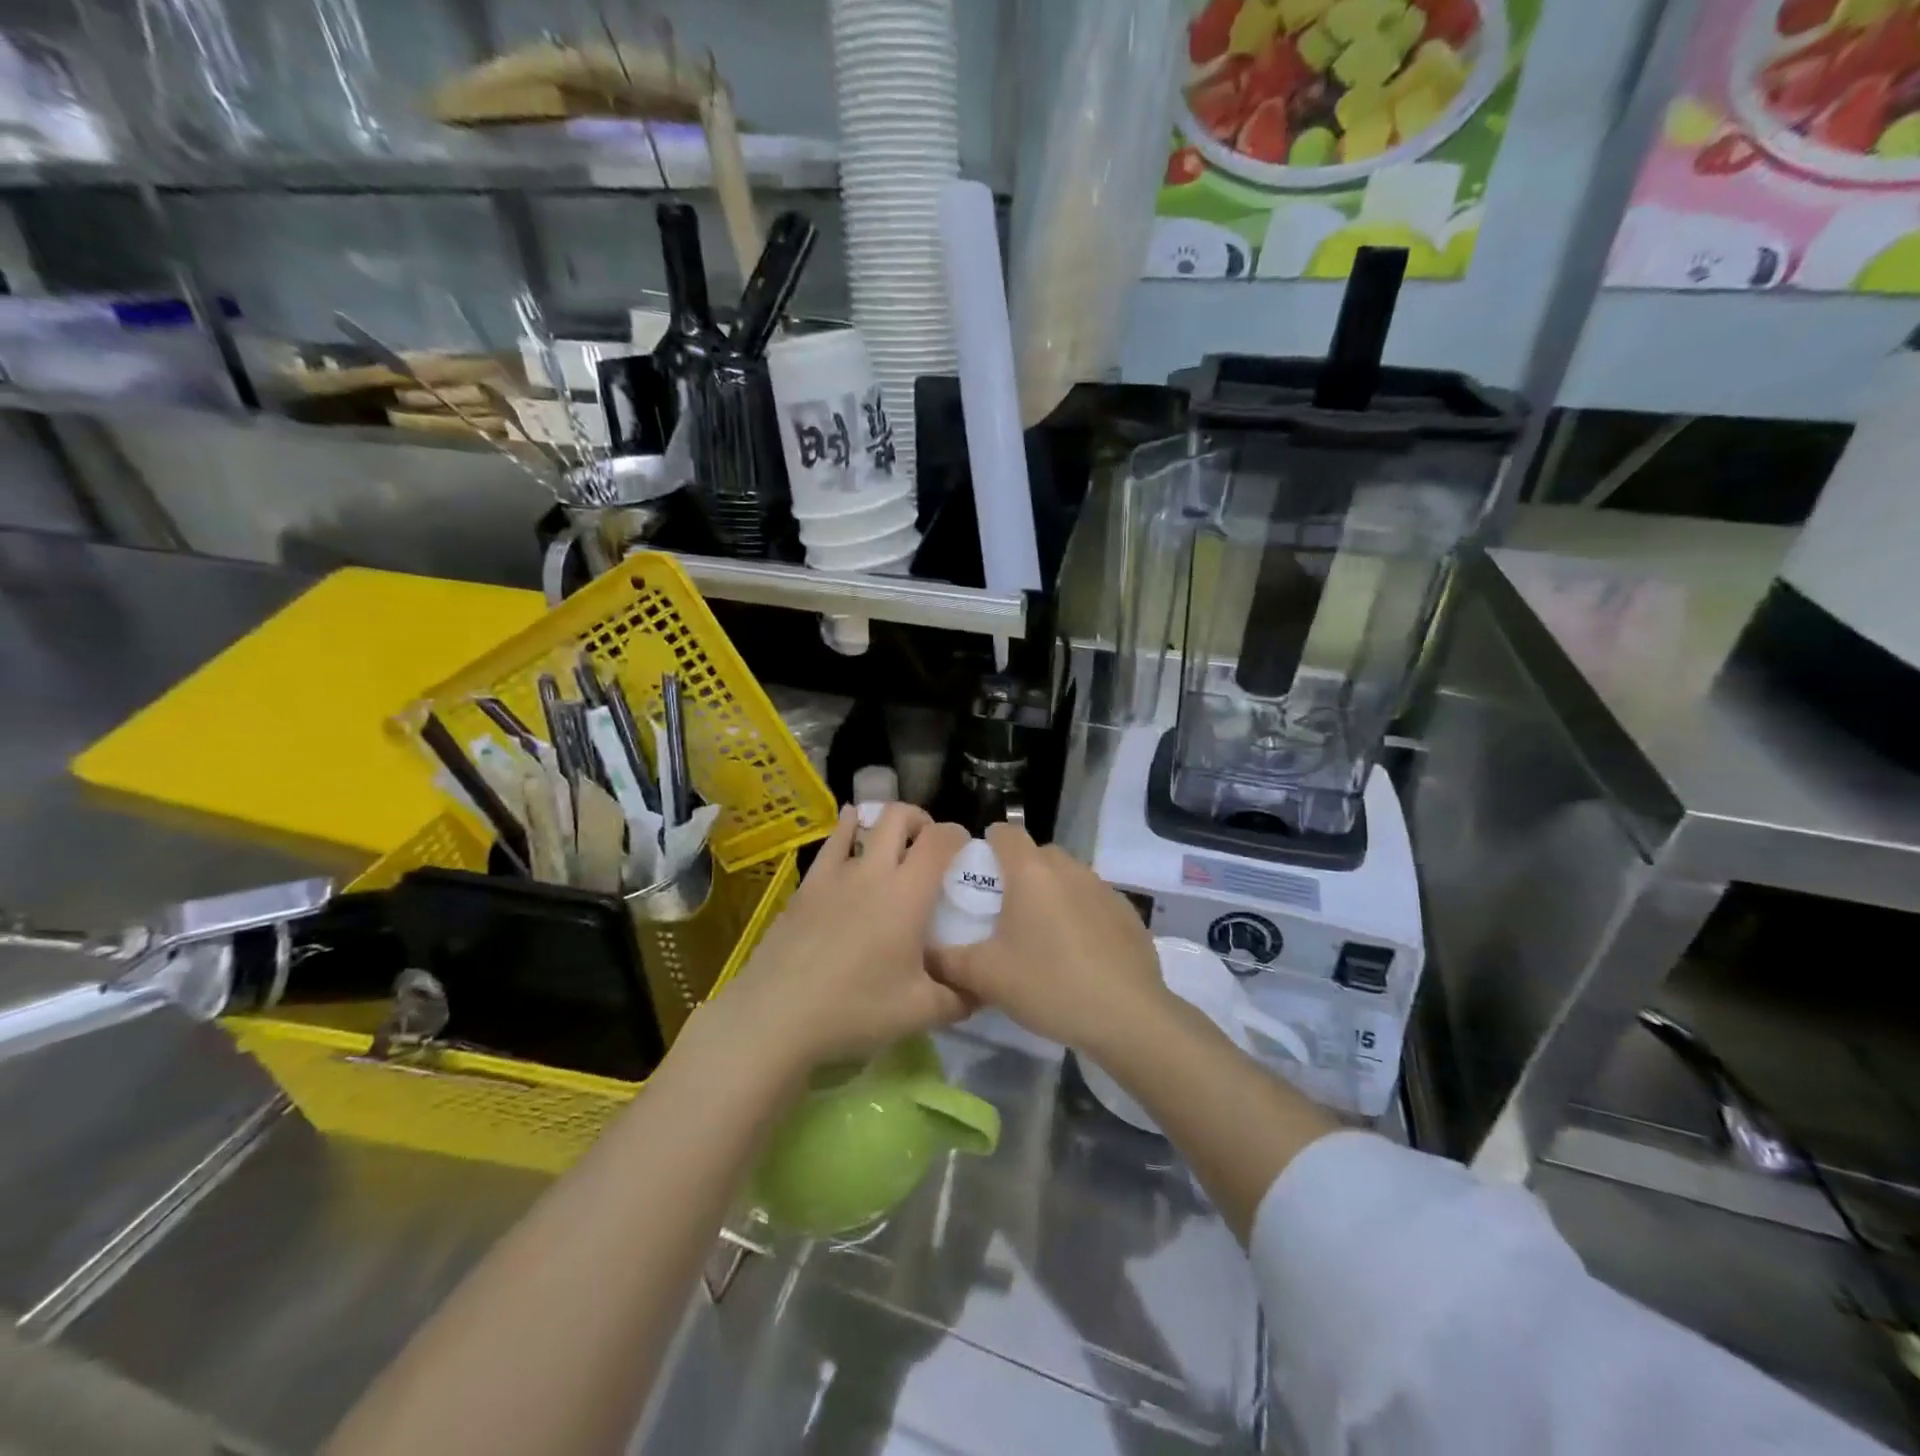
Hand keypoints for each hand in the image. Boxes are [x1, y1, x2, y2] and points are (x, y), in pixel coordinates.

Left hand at [714, 804, 972, 1071]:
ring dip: (884, 823)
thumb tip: (983, 989)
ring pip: (863, 823)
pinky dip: (847, 830)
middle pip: (900, 817)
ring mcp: (835, 874)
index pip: (940, 840)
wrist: (777, 1015)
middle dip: (921, 820)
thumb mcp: (920, 1013)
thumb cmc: (855, 1009)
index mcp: (907, 894)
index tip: (965, 850)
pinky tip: (849, 831)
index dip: (958, 835)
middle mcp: (873, 871)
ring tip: (892, 840)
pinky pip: (831, 843)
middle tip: (929, 846)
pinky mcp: (807, 885)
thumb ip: (959, 998)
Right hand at [931, 823, 1169, 1055]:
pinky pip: (1093, 901)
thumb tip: (925, 954)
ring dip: (1052, 894)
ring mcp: (1104, 888)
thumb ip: (948, 962)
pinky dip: (1081, 914)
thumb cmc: (1049, 984)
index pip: (1005, 832)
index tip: (978, 876)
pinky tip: (1079, 953)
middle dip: (1019, 873)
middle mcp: (1069, 868)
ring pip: (1068, 877)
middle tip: (1005, 913)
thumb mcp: (986, 977)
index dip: (987, 846)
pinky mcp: (1128, 912)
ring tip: (1042, 936)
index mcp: (1031, 871)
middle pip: (1037, 854)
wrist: (1128, 1016)